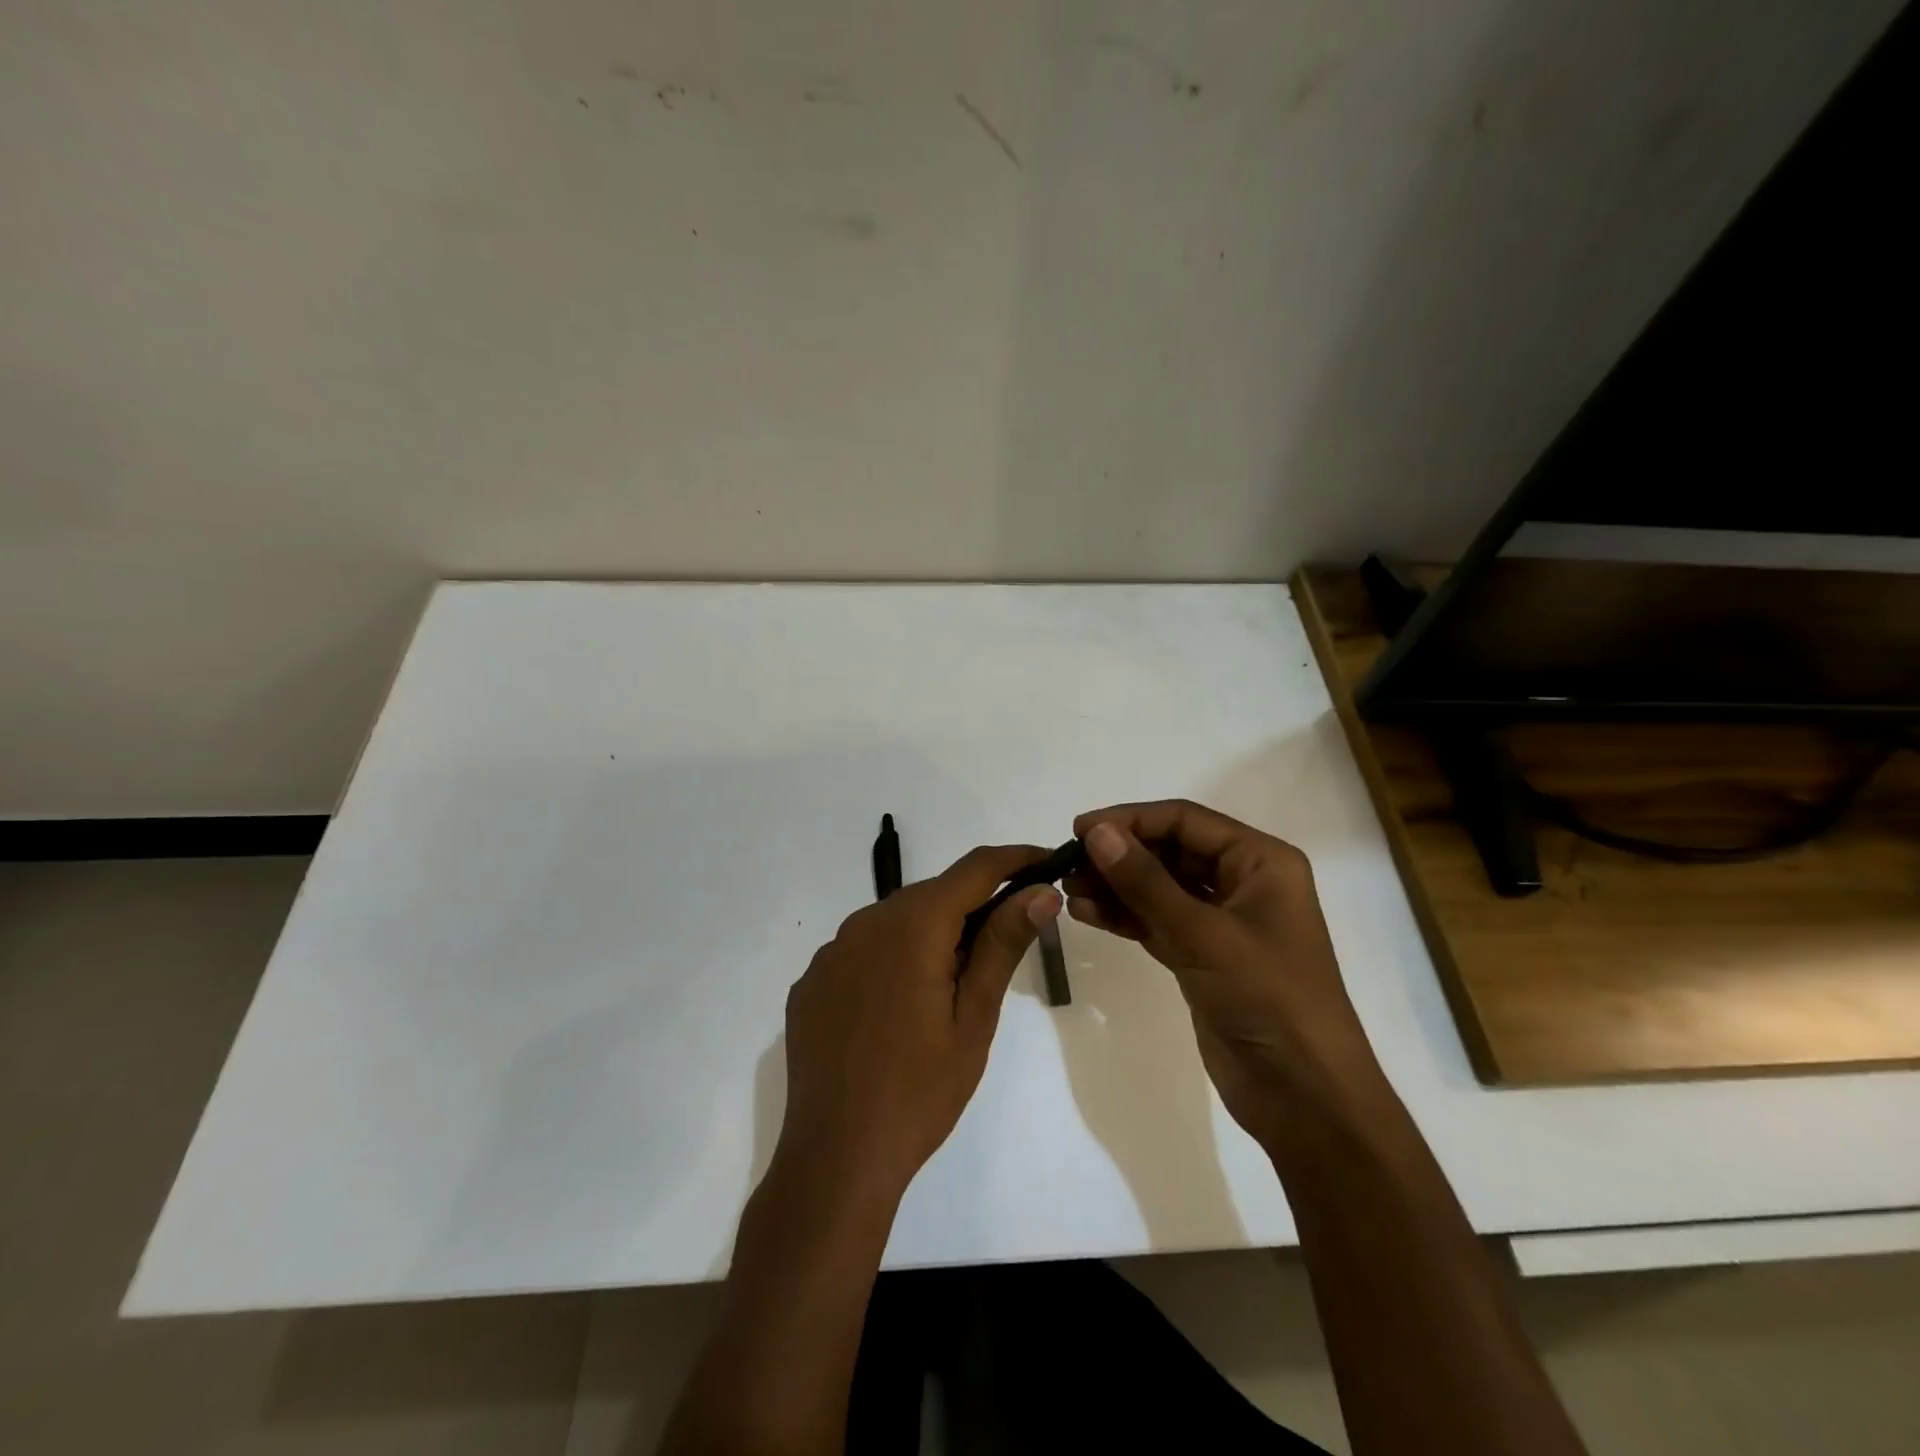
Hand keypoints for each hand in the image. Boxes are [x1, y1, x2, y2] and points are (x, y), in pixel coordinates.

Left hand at [775, 845, 1059, 1203]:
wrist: (836, 1158)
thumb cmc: (920, 1091)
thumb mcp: (974, 1017)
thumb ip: (1003, 943)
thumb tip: (1041, 890)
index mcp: (912, 925)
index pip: (975, 868)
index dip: (1015, 859)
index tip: (1047, 863)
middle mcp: (866, 922)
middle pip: (933, 894)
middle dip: (974, 905)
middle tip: (1007, 941)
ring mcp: (831, 952)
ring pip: (896, 921)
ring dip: (930, 934)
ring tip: (951, 987)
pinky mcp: (812, 981)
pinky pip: (862, 951)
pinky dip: (891, 960)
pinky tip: (898, 1008)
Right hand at [1064, 800, 1382, 1147]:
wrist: (1305, 1097)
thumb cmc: (1268, 999)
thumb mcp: (1204, 935)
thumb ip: (1146, 882)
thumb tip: (1098, 833)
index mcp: (1261, 862)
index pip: (1186, 821)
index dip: (1131, 819)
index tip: (1080, 829)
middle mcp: (1243, 882)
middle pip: (1171, 851)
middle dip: (1120, 854)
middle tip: (1069, 862)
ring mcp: (1222, 921)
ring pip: (1160, 887)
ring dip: (1116, 885)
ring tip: (1068, 887)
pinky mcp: (1203, 956)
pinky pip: (1157, 921)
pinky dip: (1124, 916)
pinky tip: (1086, 912)